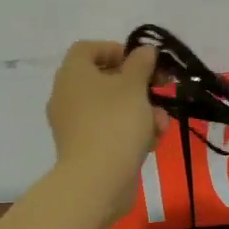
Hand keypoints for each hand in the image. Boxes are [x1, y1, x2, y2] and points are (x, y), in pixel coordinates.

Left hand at [46, 41, 164, 220]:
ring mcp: (74, 124)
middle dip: (138, 86)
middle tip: (160, 90)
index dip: (116, 50)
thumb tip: (144, 50)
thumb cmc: (115, 123)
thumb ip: (141, 64)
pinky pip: (109, 130)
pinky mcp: (84, 148)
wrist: (97, 180)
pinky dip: (129, 132)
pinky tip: (151, 143)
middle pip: (104, 79)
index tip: (141, 62)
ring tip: (161, 125)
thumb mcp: (135, 86)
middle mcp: (67, 95)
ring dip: (140, 111)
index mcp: (73, 74)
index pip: (88, 49)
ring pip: (111, 107)